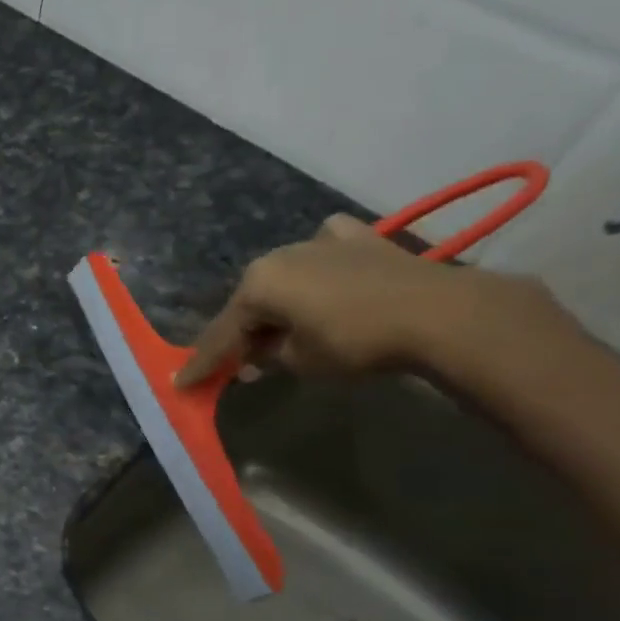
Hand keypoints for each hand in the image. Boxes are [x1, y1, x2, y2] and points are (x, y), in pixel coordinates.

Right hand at [174, 215, 553, 386]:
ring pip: (284, 278)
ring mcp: (320, 241)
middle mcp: (280, 255)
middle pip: (251, 302)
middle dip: (243, 332)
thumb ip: (269, 355)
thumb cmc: (356, 341)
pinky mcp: (359, 238)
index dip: (202, 363)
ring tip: (282, 329)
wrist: (437, 312)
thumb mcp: (300, 361)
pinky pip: (324, 252)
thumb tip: (260, 352)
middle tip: (241, 363)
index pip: (221, 334)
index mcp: (257, 285)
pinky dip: (317, 266)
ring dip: (278, 304)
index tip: (182, 383)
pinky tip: (324, 274)